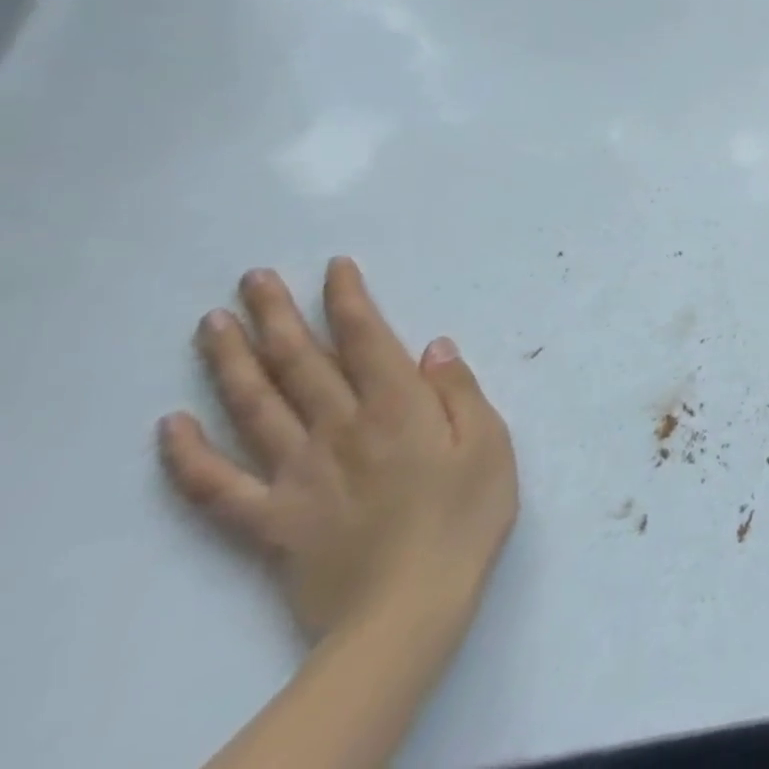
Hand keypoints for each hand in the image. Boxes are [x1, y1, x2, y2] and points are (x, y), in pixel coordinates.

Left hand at [159, 258, 518, 642]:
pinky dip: (188, 455)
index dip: (347, 300)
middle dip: (278, 316)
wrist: (409, 608)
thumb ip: (459, 392)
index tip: (333, 268)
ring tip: (212, 324)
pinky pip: (216, 487)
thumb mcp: (491, 443)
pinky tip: (169, 426)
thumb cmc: (467, 514)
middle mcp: (340, 428)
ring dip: (229, 362)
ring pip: (253, 408)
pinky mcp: (269, 520)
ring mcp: (297, 474)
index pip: (366, 339)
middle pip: (300, 363)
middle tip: (253, 279)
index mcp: (399, 406)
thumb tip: (433, 346)